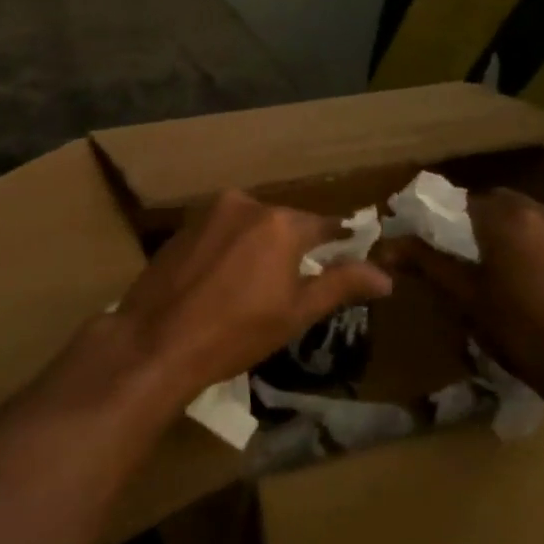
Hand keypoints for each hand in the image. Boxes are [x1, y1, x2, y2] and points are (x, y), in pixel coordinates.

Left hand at [87, 189, 391, 412]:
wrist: (157, 339)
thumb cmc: (236, 332)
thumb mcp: (296, 312)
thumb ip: (341, 284)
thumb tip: (385, 275)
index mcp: (279, 222)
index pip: (324, 225)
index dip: (340, 242)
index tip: (350, 255)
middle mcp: (245, 204)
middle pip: (285, 222)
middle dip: (296, 247)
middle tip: (300, 281)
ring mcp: (209, 212)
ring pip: (251, 225)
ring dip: (262, 246)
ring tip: (261, 284)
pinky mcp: (184, 226)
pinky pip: (222, 231)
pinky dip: (232, 248)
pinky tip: (226, 280)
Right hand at [383, 188, 543, 401]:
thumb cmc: (521, 329)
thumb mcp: (465, 296)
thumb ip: (426, 262)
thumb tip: (384, 246)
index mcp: (507, 217)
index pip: (460, 200)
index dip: (440, 219)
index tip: (429, 242)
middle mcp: (541, 211)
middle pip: (494, 203)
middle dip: (473, 222)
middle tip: (457, 254)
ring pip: (523, 216)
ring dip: (502, 231)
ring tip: (489, 267)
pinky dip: (528, 243)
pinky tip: (522, 277)